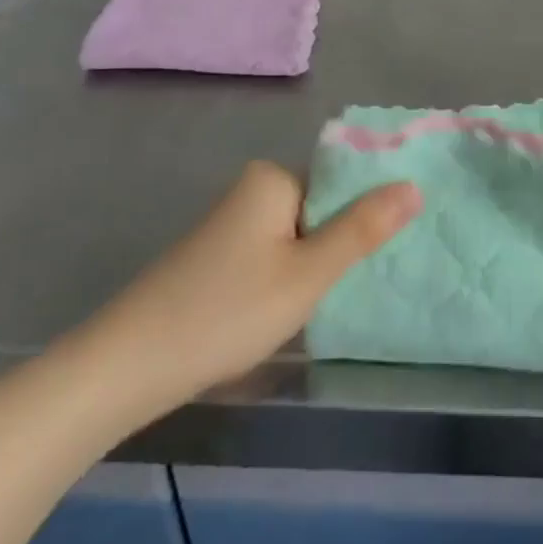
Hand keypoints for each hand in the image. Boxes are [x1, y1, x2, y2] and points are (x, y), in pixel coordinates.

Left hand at [74, 162, 419, 419]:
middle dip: (337, 248)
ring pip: (297, 237)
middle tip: (348, 290)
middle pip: (320, 210)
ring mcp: (231, 223)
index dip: (364, 220)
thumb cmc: (227, 311)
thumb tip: (414, 186)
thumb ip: (362, 230)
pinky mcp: (216, 255)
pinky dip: (285, 279)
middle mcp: (252, 189)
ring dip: (313, 268)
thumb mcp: (307, 274)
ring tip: (320, 306)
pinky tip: (284, 312)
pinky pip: (271, 255)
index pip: (341, 184)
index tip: (381, 257)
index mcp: (273, 178)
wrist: (128, 365)